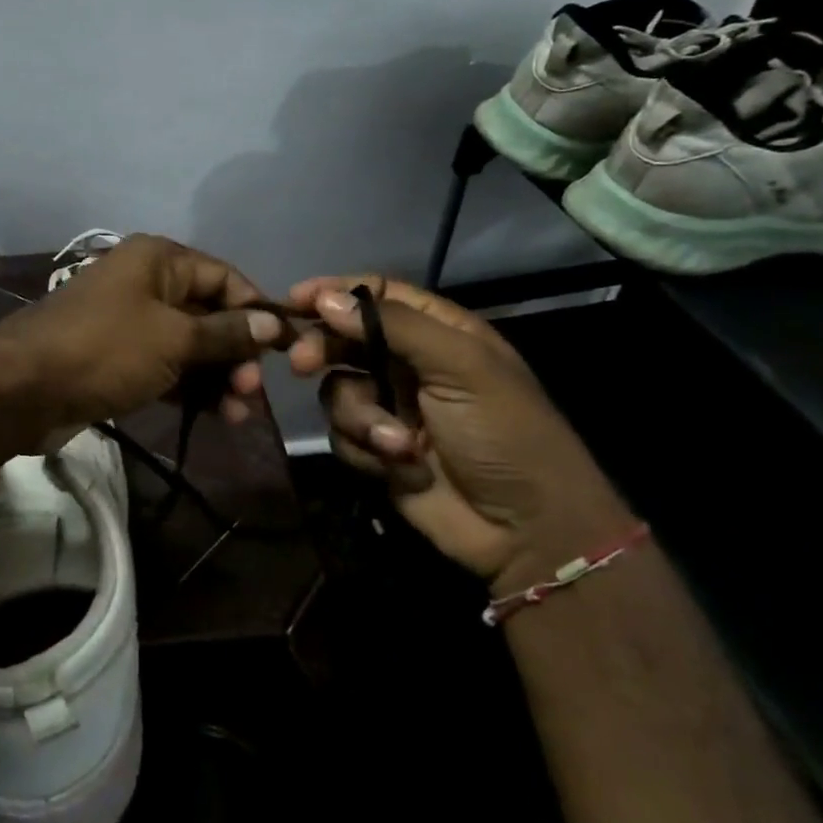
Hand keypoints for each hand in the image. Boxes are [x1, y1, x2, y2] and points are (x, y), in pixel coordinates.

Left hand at [0, 235, 287, 433]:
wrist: (21, 388)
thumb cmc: (105, 349)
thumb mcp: (173, 339)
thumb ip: (225, 332)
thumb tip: (273, 324)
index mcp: (159, 260)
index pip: (225, 277)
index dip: (256, 311)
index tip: (286, 349)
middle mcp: (146, 282)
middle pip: (209, 313)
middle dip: (236, 352)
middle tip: (251, 392)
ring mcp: (130, 321)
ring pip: (189, 345)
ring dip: (216, 376)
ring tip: (236, 414)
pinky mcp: (118, 357)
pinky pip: (166, 366)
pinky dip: (189, 387)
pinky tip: (213, 415)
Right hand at [288, 274, 630, 588]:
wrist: (526, 529)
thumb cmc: (505, 433)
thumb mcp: (461, 366)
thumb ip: (394, 326)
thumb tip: (327, 299)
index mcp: (438, 333)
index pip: (377, 295)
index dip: (336, 293)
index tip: (295, 298)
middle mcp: (409, 364)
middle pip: (344, 339)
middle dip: (323, 351)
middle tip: (300, 362)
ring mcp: (391, 407)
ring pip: (338, 391)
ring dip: (361, 417)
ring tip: (397, 444)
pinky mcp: (378, 450)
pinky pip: (343, 435)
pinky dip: (365, 450)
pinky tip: (399, 467)